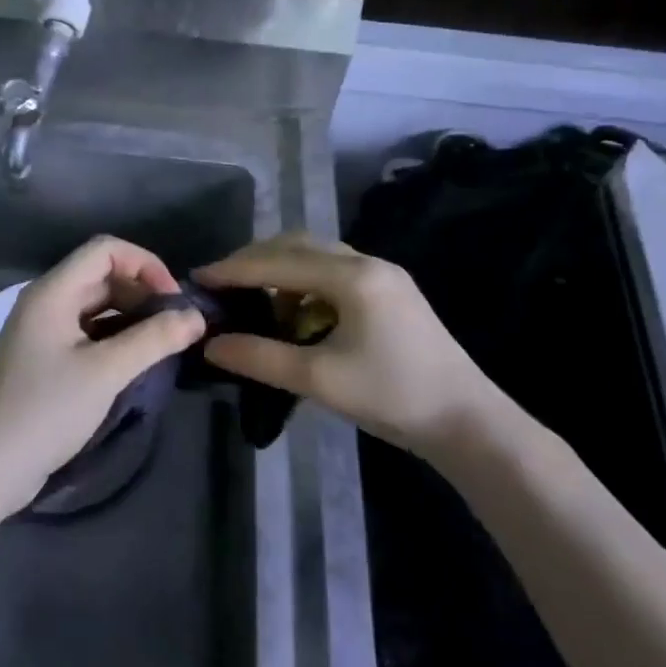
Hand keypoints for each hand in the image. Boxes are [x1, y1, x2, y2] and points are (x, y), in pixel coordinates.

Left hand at [0, 236, 205, 516]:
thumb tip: (197, 317)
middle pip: (102, 276)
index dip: (145, 265)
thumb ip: (154, 339)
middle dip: (143, 293)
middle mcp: (46, 303)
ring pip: (97, 307)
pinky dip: (116, 339)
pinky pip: (88, 334)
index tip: (173, 301)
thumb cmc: (44, 410)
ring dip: (132, 318)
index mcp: (53, 292)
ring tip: (164, 344)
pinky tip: (137, 362)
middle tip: (175, 326)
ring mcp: (43, 333)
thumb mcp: (105, 372)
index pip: (106, 250)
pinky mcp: (45, 361)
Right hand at [195, 232, 514, 459]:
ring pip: (318, 257)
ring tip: (252, 299)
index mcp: (353, 276)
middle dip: (255, 261)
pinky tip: (294, 312)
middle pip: (298, 245)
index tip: (198, 278)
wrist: (467, 421)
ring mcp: (384, 276)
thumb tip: (210, 344)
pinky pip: (335, 273)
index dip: (235, 268)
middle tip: (221, 284)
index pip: (279, 261)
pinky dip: (305, 284)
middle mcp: (368, 262)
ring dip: (281, 271)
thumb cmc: (393, 396)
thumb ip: (260, 358)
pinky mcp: (391, 293)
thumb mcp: (319, 380)